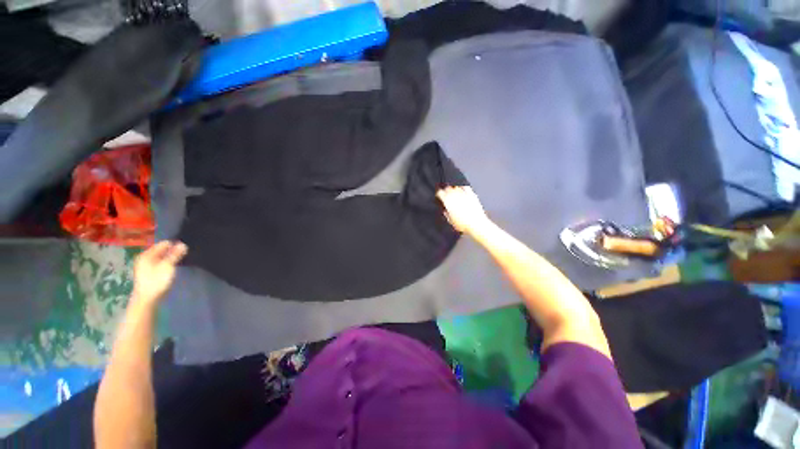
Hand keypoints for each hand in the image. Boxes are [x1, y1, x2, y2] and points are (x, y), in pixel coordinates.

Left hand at [132, 241, 187, 305]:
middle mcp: (144, 258)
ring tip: (180, 260)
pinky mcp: (148, 273)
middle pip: (161, 251)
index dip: (174, 245)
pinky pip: (159, 263)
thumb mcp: (168, 266)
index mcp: (147, 255)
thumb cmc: (157, 281)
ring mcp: (145, 266)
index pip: (163, 244)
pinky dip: (166, 263)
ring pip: (161, 257)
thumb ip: (175, 255)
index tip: (185, 249)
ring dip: (170, 258)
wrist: (147, 299)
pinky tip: (172, 267)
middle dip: (172, 251)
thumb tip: (183, 244)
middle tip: (184, 254)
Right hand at [436, 186, 490, 235]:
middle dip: (445, 190)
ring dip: (453, 188)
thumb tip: (445, 211)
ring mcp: (464, 194)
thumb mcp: (450, 220)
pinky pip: (466, 187)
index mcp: (447, 201)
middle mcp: (455, 195)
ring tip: (453, 192)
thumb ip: (446, 213)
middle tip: (445, 194)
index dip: (438, 194)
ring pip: (456, 186)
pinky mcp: (472, 194)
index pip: (440, 193)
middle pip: (447, 188)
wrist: (476, 224)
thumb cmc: (463, 224)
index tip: (438, 196)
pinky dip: (463, 187)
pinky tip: (462, 189)